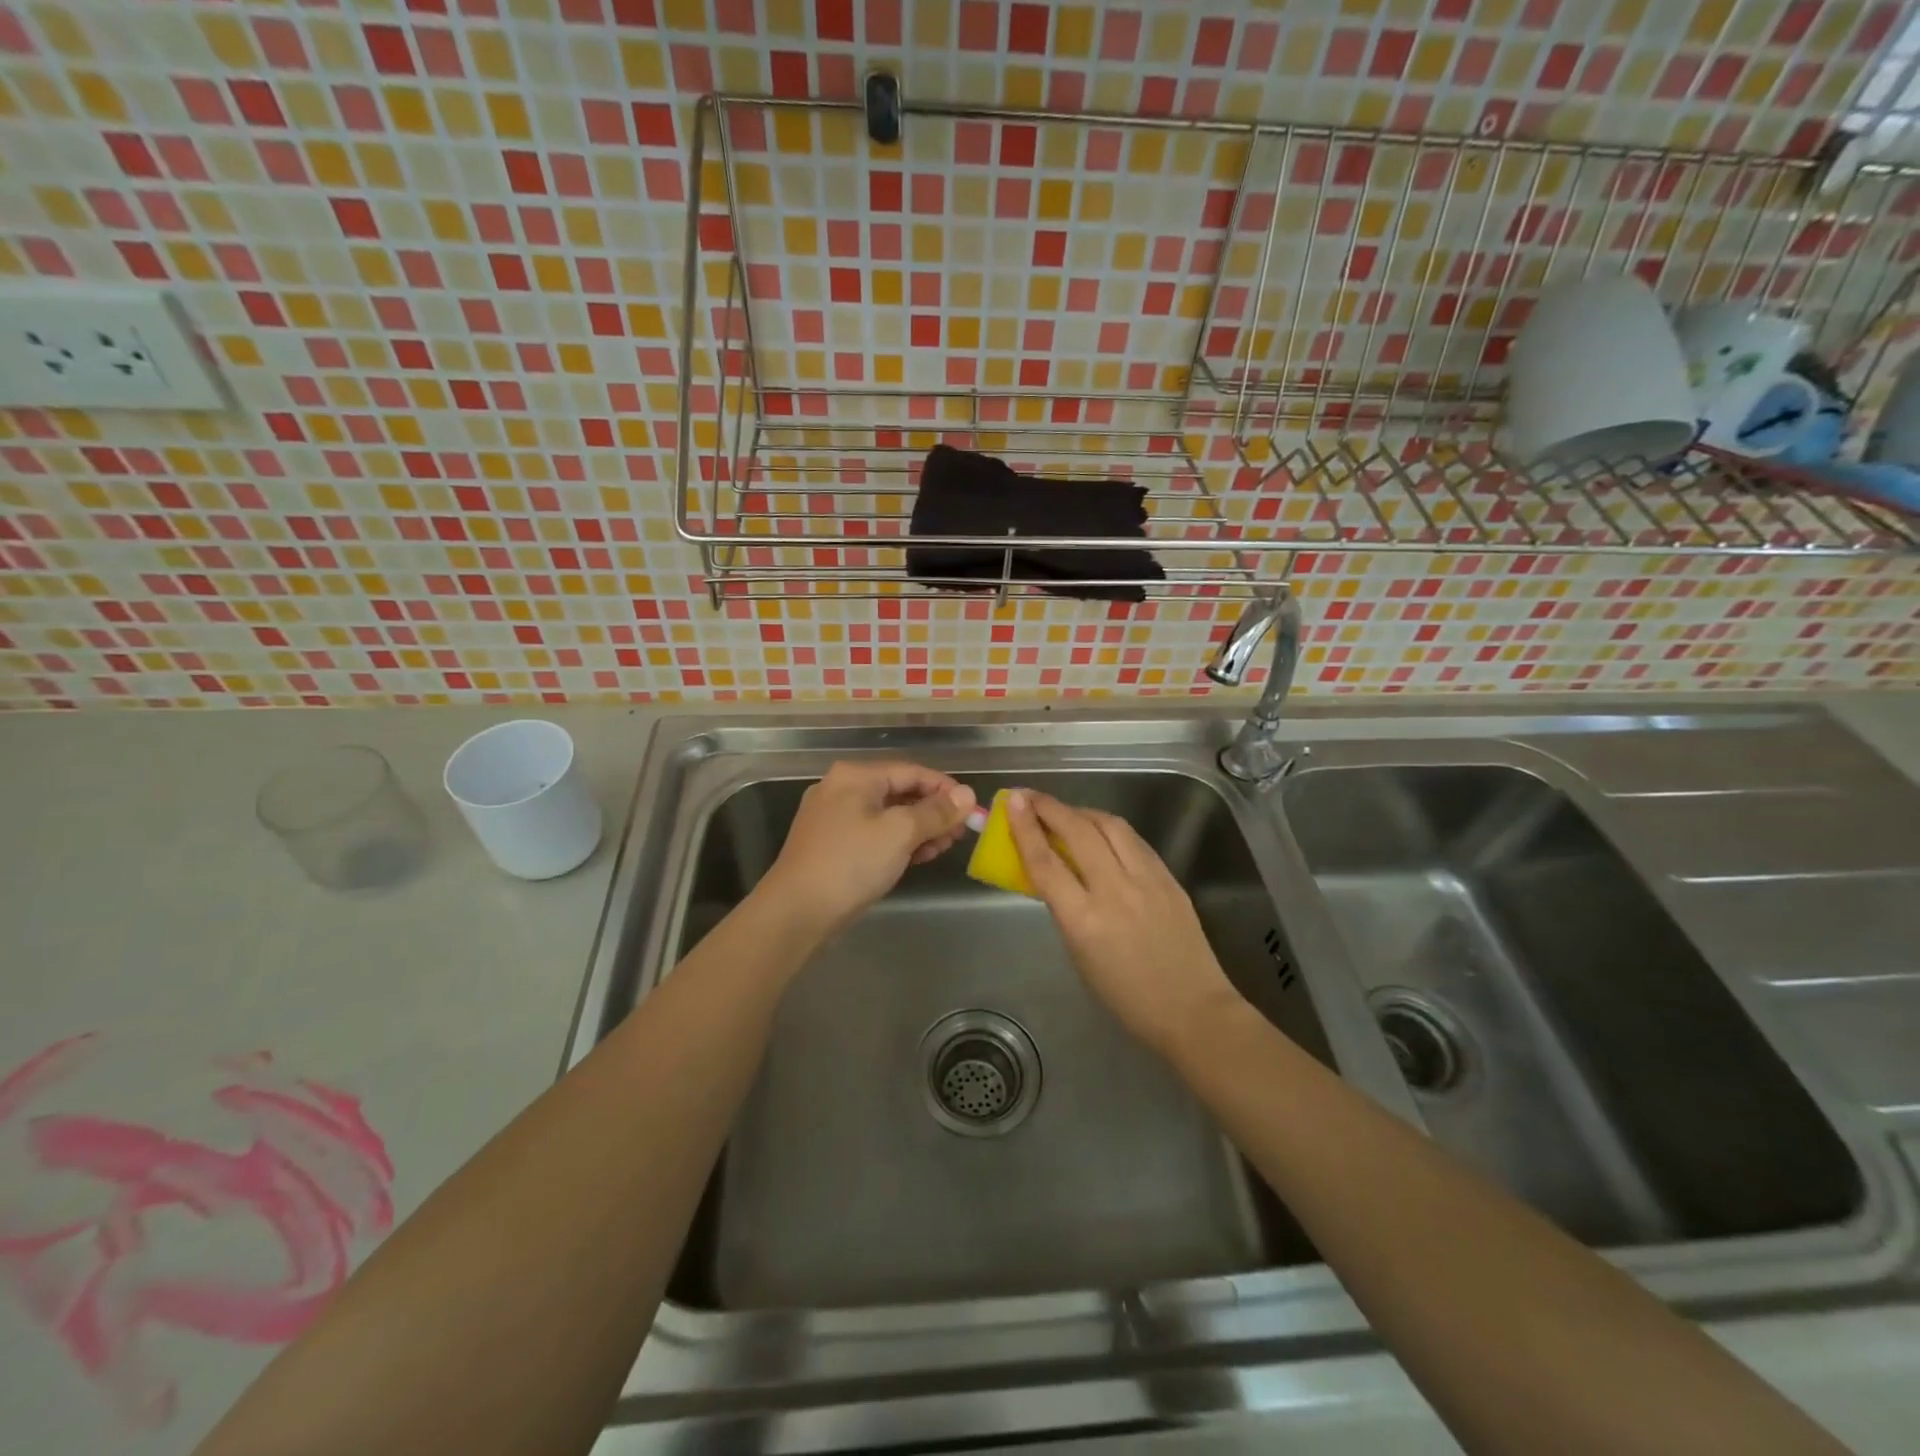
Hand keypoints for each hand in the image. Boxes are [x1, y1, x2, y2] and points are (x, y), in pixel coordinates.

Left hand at [757, 760, 975, 938]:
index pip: (912, 771)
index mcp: (855, 776)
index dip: (946, 789)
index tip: (972, 810)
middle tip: (960, 833)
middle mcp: (842, 789)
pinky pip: (875, 833)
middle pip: (900, 791)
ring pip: (888, 815)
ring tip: (943, 848)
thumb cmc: (850, 863)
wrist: (796, 912)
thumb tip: (967, 794)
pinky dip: (898, 842)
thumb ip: (936, 812)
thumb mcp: (900, 833)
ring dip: (919, 828)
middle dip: (934, 811)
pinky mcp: (833, 845)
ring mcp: (835, 818)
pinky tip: (918, 857)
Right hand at [1005, 789, 1244, 1058]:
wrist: (1193, 1010)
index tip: (1011, 802)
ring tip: (1064, 811)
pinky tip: (1100, 831)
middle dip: (1049, 807)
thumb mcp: (1080, 955)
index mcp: (1084, 920)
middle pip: (1077, 831)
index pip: (1046, 862)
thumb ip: (1065, 909)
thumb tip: (1053, 872)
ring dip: (1081, 812)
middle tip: (1029, 797)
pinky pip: (1134, 841)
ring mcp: (1147, 880)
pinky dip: (1110, 828)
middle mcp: (1115, 891)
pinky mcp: (1169, 877)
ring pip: (1110, 825)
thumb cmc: (1126, 997)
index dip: (1025, 828)